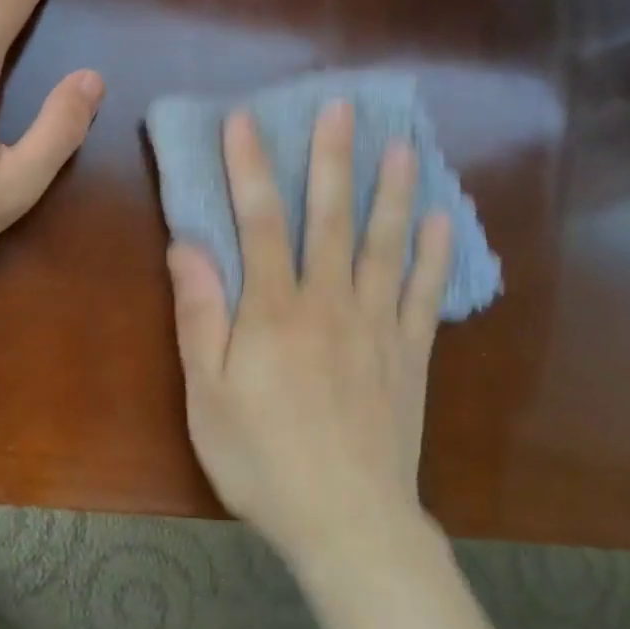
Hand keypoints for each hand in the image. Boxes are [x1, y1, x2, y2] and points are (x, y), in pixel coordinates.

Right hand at [166, 102, 452, 568]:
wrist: (346, 521)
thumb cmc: (262, 460)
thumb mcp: (207, 394)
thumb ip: (200, 315)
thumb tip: (188, 246)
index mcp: (273, 311)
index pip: (258, 222)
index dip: (250, 167)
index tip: (245, 120)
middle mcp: (329, 303)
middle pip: (330, 218)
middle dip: (332, 159)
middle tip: (342, 107)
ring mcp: (377, 326)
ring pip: (385, 245)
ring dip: (392, 192)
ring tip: (402, 146)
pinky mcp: (410, 354)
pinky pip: (425, 294)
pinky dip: (433, 255)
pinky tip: (442, 221)